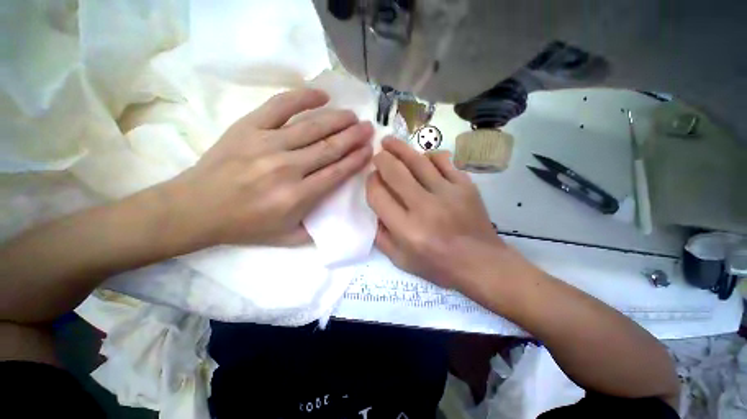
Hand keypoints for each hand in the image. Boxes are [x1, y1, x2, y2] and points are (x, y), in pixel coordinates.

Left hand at [168, 88, 372, 247]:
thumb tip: (336, 217)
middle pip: (330, 148)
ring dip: (338, 120)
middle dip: (354, 137)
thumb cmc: (245, 226)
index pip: (337, 172)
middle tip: (369, 128)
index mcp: (297, 196)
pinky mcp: (249, 127)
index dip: (356, 159)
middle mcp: (287, 168)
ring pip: (313, 127)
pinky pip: (281, 106)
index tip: (369, 150)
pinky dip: (304, 97)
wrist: (196, 209)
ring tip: (353, 116)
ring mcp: (268, 144)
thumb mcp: (286, 238)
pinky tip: (322, 95)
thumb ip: (315, 230)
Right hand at [366, 138, 505, 289]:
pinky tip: (422, 157)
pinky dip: (429, 156)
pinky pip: (443, 161)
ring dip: (399, 148)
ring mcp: (448, 193)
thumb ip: (381, 236)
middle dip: (381, 159)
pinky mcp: (465, 186)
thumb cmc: (437, 265)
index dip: (371, 183)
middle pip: (395, 172)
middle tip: (377, 155)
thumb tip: (374, 209)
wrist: (480, 263)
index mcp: (407, 229)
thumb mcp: (401, 260)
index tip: (372, 179)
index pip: (379, 195)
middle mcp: (425, 208)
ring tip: (389, 142)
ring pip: (418, 161)